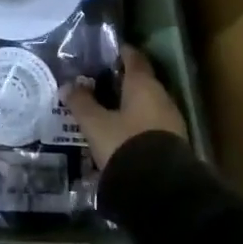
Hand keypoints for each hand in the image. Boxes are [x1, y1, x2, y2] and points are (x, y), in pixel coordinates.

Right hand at [63, 45, 186, 170]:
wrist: (161, 190)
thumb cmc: (125, 144)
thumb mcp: (95, 124)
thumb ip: (81, 102)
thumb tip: (68, 85)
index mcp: (143, 84)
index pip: (133, 58)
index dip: (120, 52)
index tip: (106, 52)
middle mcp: (162, 97)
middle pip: (141, 81)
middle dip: (121, 82)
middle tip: (98, 84)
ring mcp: (171, 121)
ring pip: (147, 105)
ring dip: (129, 105)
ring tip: (106, 111)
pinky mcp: (174, 144)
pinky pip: (151, 125)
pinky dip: (136, 124)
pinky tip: (121, 134)